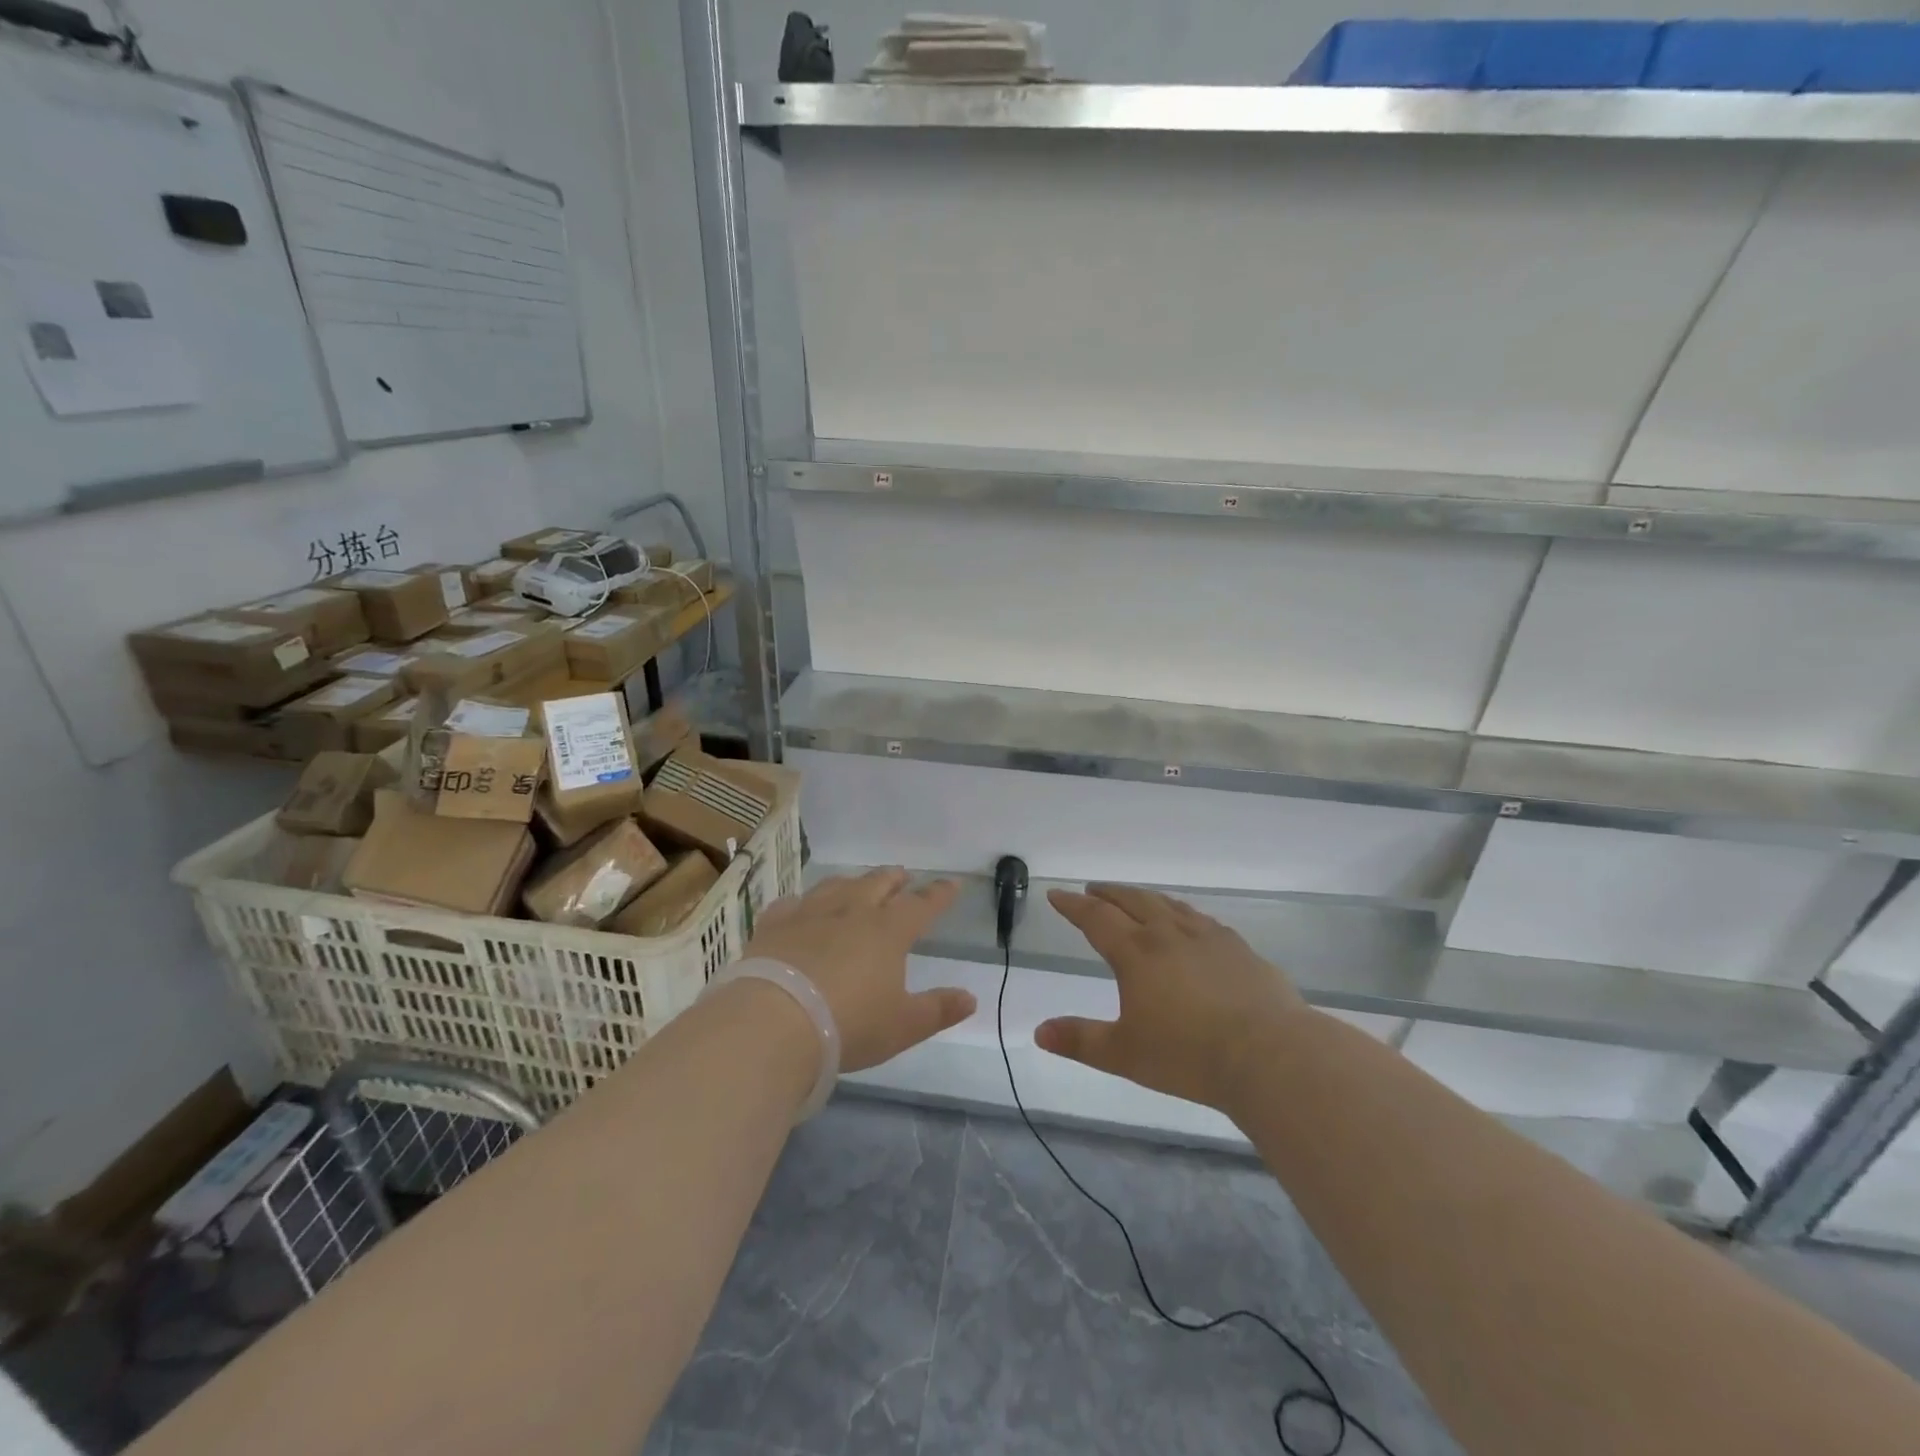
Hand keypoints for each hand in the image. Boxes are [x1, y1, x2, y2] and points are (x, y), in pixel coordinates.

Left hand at [741, 868, 975, 1073]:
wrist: (775, 1021)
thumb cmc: (849, 1025)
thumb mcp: (902, 1026)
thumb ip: (938, 1010)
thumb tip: (970, 998)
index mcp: (888, 931)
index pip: (921, 905)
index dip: (939, 894)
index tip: (952, 883)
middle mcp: (852, 911)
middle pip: (878, 884)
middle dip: (894, 879)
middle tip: (902, 876)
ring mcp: (810, 914)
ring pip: (836, 885)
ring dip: (853, 882)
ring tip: (857, 883)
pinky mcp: (775, 925)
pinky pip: (792, 903)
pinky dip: (802, 902)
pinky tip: (800, 906)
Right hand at [1038, 884, 1311, 1112]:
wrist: (1269, 1055)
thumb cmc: (1188, 1055)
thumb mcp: (1124, 1054)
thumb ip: (1080, 1041)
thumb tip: (1039, 1033)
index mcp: (1136, 952)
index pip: (1096, 918)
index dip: (1073, 905)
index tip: (1057, 894)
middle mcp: (1169, 934)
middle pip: (1133, 901)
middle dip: (1108, 894)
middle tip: (1093, 889)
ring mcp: (1208, 938)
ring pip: (1169, 905)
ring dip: (1146, 898)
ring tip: (1136, 899)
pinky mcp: (1240, 950)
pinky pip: (1202, 920)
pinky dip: (1183, 914)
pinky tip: (1190, 924)